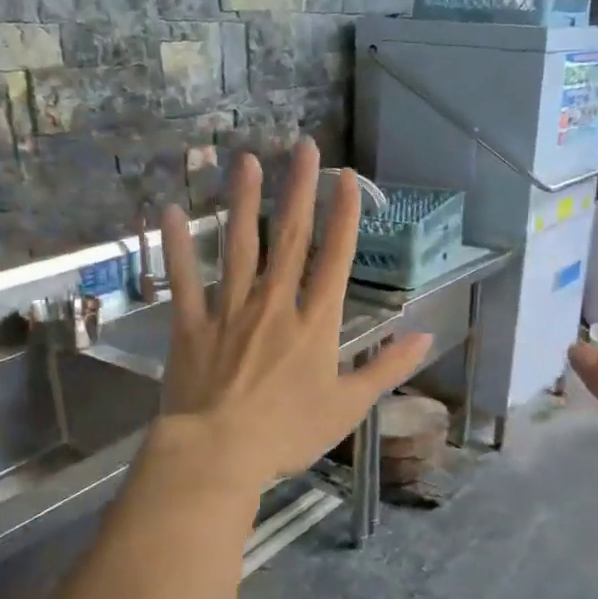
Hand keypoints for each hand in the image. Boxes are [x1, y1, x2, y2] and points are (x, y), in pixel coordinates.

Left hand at [152, 138, 432, 493]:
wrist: (219, 453)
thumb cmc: (289, 433)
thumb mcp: (349, 406)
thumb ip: (387, 367)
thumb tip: (426, 336)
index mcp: (315, 323)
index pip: (335, 258)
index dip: (343, 215)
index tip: (346, 177)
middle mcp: (274, 304)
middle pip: (289, 238)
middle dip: (299, 189)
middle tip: (302, 145)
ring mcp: (229, 310)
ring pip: (238, 245)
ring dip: (244, 201)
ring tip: (247, 160)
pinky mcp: (191, 325)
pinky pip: (184, 278)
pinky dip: (177, 244)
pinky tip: (171, 210)